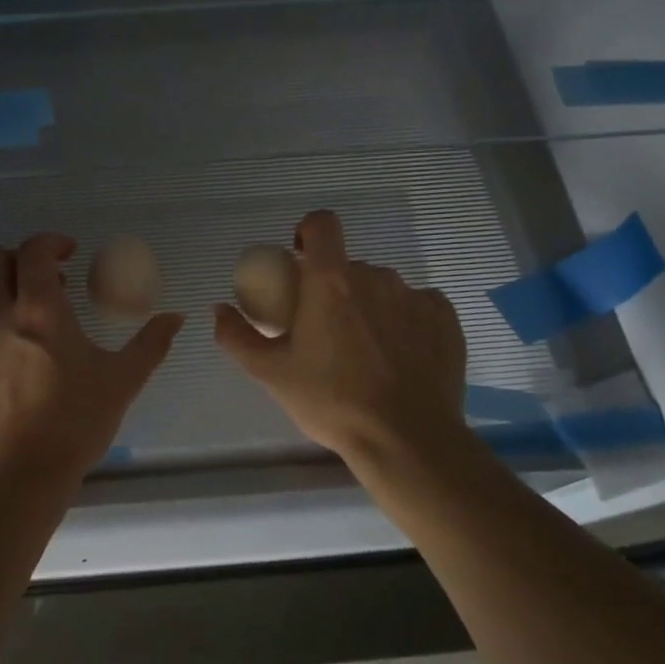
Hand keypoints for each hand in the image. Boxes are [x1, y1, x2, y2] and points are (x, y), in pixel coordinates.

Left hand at [0, 233, 182, 487]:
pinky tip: (11, 339)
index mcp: (39, 309)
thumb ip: (150, 344)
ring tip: (30, 308)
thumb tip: (176, 318)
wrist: (16, 475)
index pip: (34, 251)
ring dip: (2, 283)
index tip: (71, 252)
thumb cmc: (73, 423)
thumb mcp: (121, 381)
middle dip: (23, 258)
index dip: (52, 242)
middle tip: (52, 280)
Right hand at [214, 210, 467, 467]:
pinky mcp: (446, 319)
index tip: (300, 261)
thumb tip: (219, 309)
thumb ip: (236, 335)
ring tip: (364, 350)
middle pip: (348, 265)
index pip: (322, 223)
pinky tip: (400, 355)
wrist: (406, 441)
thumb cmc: (331, 401)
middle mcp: (375, 277)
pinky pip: (418, 305)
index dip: (308, 232)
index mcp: (331, 281)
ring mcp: (415, 296)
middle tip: (325, 330)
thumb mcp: (271, 373)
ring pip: (383, 287)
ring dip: (369, 305)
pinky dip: (405, 320)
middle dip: (334, 287)